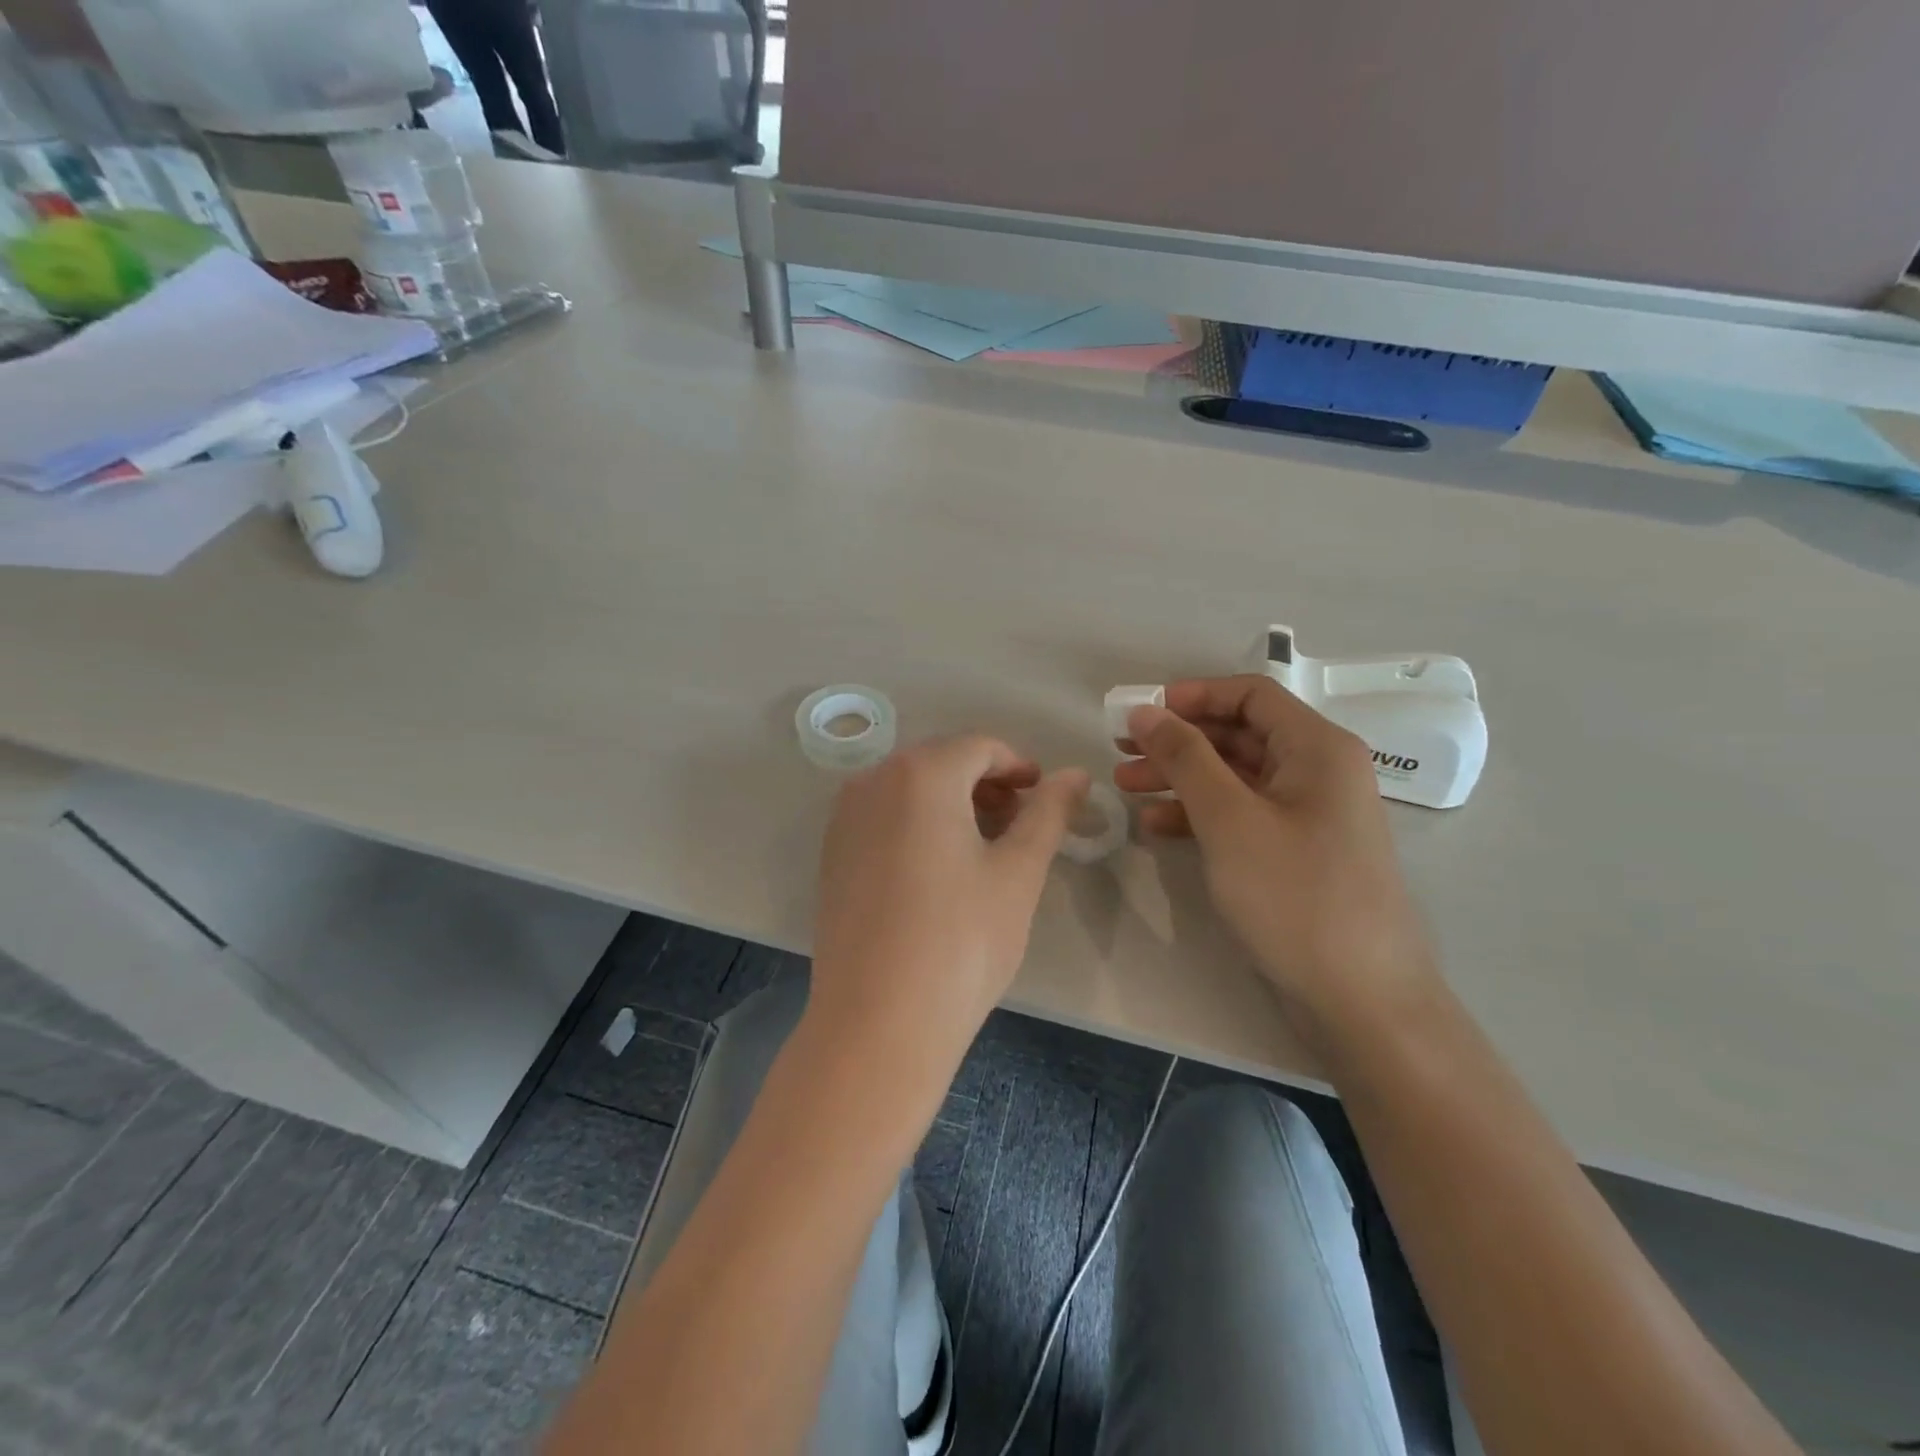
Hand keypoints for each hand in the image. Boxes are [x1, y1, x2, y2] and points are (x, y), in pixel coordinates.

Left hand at [810, 736, 1088, 1074]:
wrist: (878, 1022)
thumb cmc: (962, 940)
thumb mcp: (1019, 872)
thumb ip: (1049, 812)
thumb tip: (1076, 775)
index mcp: (920, 773)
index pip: (980, 747)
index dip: (1019, 767)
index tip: (1045, 797)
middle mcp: (873, 781)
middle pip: (942, 763)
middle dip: (987, 784)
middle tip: (1022, 824)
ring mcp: (844, 818)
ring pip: (911, 789)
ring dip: (954, 803)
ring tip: (987, 848)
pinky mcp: (832, 854)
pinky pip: (884, 817)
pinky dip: (919, 824)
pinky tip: (940, 869)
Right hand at [1115, 676, 1438, 1031]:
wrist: (1362, 1001)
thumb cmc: (1295, 896)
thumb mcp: (1230, 819)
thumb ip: (1185, 758)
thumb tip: (1145, 711)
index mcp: (1318, 748)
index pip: (1250, 695)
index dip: (1191, 696)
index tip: (1139, 714)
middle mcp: (1319, 772)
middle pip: (1239, 735)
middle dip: (1177, 741)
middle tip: (1121, 753)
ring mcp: (1309, 816)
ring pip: (1235, 777)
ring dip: (1180, 778)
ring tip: (1125, 788)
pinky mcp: (1296, 854)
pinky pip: (1242, 816)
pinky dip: (1200, 815)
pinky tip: (1157, 827)